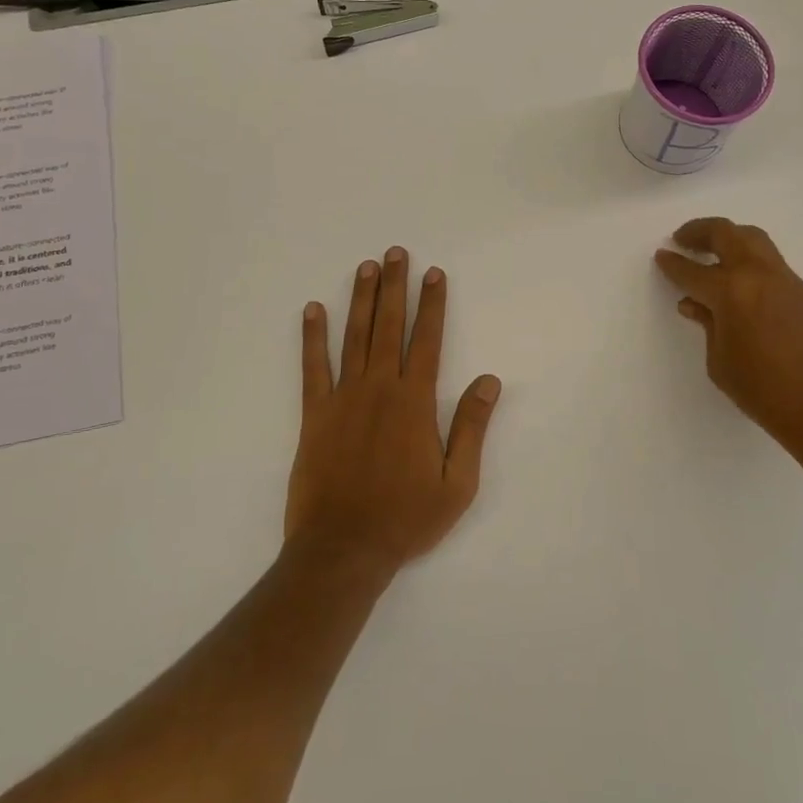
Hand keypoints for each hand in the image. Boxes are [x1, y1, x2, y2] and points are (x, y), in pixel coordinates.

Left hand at [286, 247, 501, 576]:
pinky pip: (313, 367)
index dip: (432, 304)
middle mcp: (379, 389)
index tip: (434, 274)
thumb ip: (471, 427)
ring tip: (366, 267)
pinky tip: (313, 310)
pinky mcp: (315, 414)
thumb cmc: (406, 518)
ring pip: (355, 337)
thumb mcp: (457, 483)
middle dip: (395, 287)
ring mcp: (343, 398)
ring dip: (361, 299)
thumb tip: (489, 381)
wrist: (343, 549)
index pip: (428, 340)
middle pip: (389, 326)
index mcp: (415, 402)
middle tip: (396, 253)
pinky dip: (312, 337)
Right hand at [655, 218, 802, 466]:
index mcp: (731, 291)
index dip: (672, 263)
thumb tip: (696, 304)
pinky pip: (772, 264)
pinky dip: (750, 262)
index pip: (692, 270)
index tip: (661, 255)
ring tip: (712, 252)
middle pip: (727, 234)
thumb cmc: (764, 392)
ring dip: (729, 238)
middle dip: (700, 231)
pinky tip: (742, 285)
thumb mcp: (720, 362)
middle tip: (683, 239)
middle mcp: (759, 275)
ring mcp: (787, 280)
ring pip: (755, 240)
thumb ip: (707, 325)